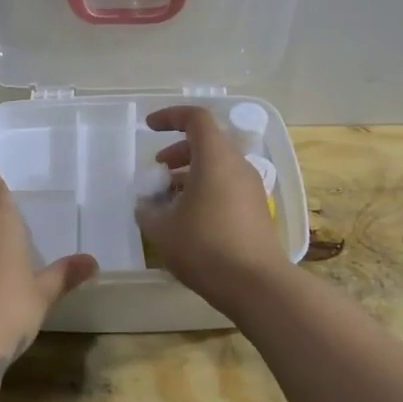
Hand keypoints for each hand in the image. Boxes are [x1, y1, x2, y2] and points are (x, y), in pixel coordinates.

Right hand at [135, 106, 286, 308]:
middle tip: (158, 169)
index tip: (149, 127)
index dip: (170, 117)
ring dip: (191, 173)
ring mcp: (251, 189)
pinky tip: (189, 217)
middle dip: (179, 150)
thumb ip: (148, 211)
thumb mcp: (163, 229)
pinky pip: (227, 186)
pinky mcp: (256, 211)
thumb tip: (146, 205)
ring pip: (218, 166)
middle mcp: (237, 166)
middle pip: (208, 142)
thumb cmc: (205, 247)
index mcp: (215, 158)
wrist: (256, 284)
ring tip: (168, 196)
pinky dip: (205, 189)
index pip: (196, 119)